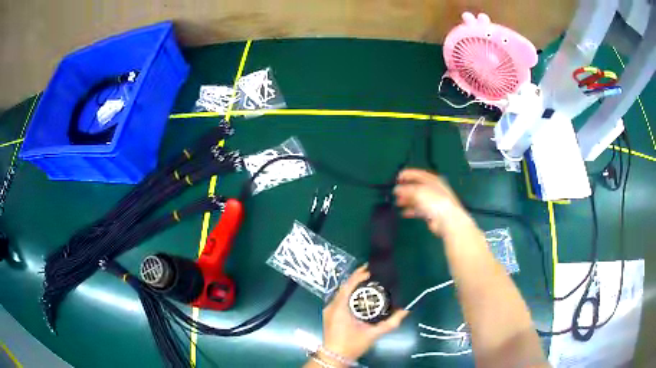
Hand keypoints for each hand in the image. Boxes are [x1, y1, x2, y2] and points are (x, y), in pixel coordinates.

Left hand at [320, 264, 408, 364]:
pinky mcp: (329, 314)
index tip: (371, 269)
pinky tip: (359, 294)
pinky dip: (349, 294)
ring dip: (353, 285)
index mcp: (340, 307)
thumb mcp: (373, 333)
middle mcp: (332, 305)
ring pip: (341, 292)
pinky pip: (339, 298)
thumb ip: (391, 322)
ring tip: (368, 281)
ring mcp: (329, 309)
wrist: (334, 356)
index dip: (359, 275)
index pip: (348, 285)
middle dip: (357, 278)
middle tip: (372, 273)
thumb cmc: (352, 344)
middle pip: (344, 286)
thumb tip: (406, 310)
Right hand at [394, 169, 470, 236]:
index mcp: (433, 180)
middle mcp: (433, 190)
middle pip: (417, 187)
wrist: (447, 220)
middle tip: (396, 192)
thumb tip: (397, 189)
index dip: (407, 175)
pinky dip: (411, 210)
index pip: (418, 174)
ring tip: (398, 203)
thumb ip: (406, 189)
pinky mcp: (431, 213)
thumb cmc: (435, 201)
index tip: (397, 177)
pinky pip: (419, 210)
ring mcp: (433, 202)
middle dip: (406, 189)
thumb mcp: (419, 191)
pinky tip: (404, 213)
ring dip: (407, 200)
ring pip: (417, 199)